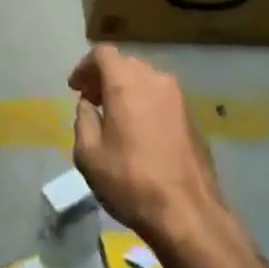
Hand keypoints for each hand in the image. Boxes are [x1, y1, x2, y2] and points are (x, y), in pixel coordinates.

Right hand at [70, 45, 223, 246]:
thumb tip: (88, 106)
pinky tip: (141, 132)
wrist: (188, 214)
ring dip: (127, 90)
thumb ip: (83, 120)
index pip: (102, 54)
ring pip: (146, 80)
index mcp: (126, 82)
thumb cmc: (130, 181)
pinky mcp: (193, 117)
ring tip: (116, 117)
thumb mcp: (89, 154)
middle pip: (125, 64)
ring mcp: (178, 97)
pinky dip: (146, 104)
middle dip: (105, 78)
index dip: (85, 66)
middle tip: (92, 101)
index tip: (75, 87)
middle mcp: (154, 79)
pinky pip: (162, 98)